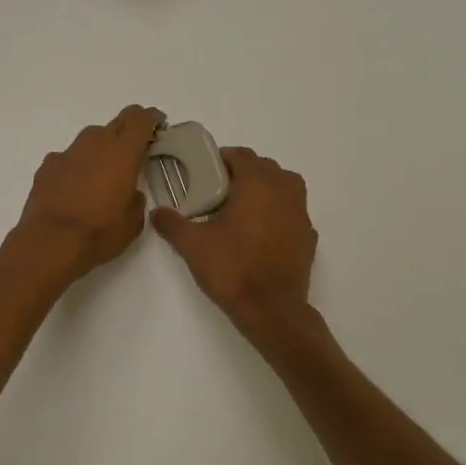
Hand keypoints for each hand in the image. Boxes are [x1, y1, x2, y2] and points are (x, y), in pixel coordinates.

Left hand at [14, 105, 164, 281]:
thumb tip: (130, 193)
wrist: (51, 241)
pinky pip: (68, 158)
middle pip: (116, 123)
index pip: (140, 119)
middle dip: (128, 130)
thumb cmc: (100, 232)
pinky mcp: (47, 165)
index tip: (157, 123)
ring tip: (102, 171)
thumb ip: (136, 199)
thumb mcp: (133, 222)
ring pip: (90, 139)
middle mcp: (95, 143)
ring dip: (100, 148)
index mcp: (123, 152)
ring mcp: (68, 152)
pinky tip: (74, 185)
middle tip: (134, 148)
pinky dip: (75, 166)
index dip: (151, 118)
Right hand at [152, 147, 316, 329]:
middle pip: (264, 167)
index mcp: (258, 183)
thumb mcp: (193, 245)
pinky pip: (291, 212)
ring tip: (240, 210)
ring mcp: (301, 213)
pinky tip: (259, 234)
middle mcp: (285, 190)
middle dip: (242, 173)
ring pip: (283, 187)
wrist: (272, 310)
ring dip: (263, 190)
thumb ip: (172, 224)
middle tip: (218, 192)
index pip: (241, 155)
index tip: (204, 173)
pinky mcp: (308, 236)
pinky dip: (277, 214)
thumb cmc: (233, 268)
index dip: (221, 159)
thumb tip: (157, 212)